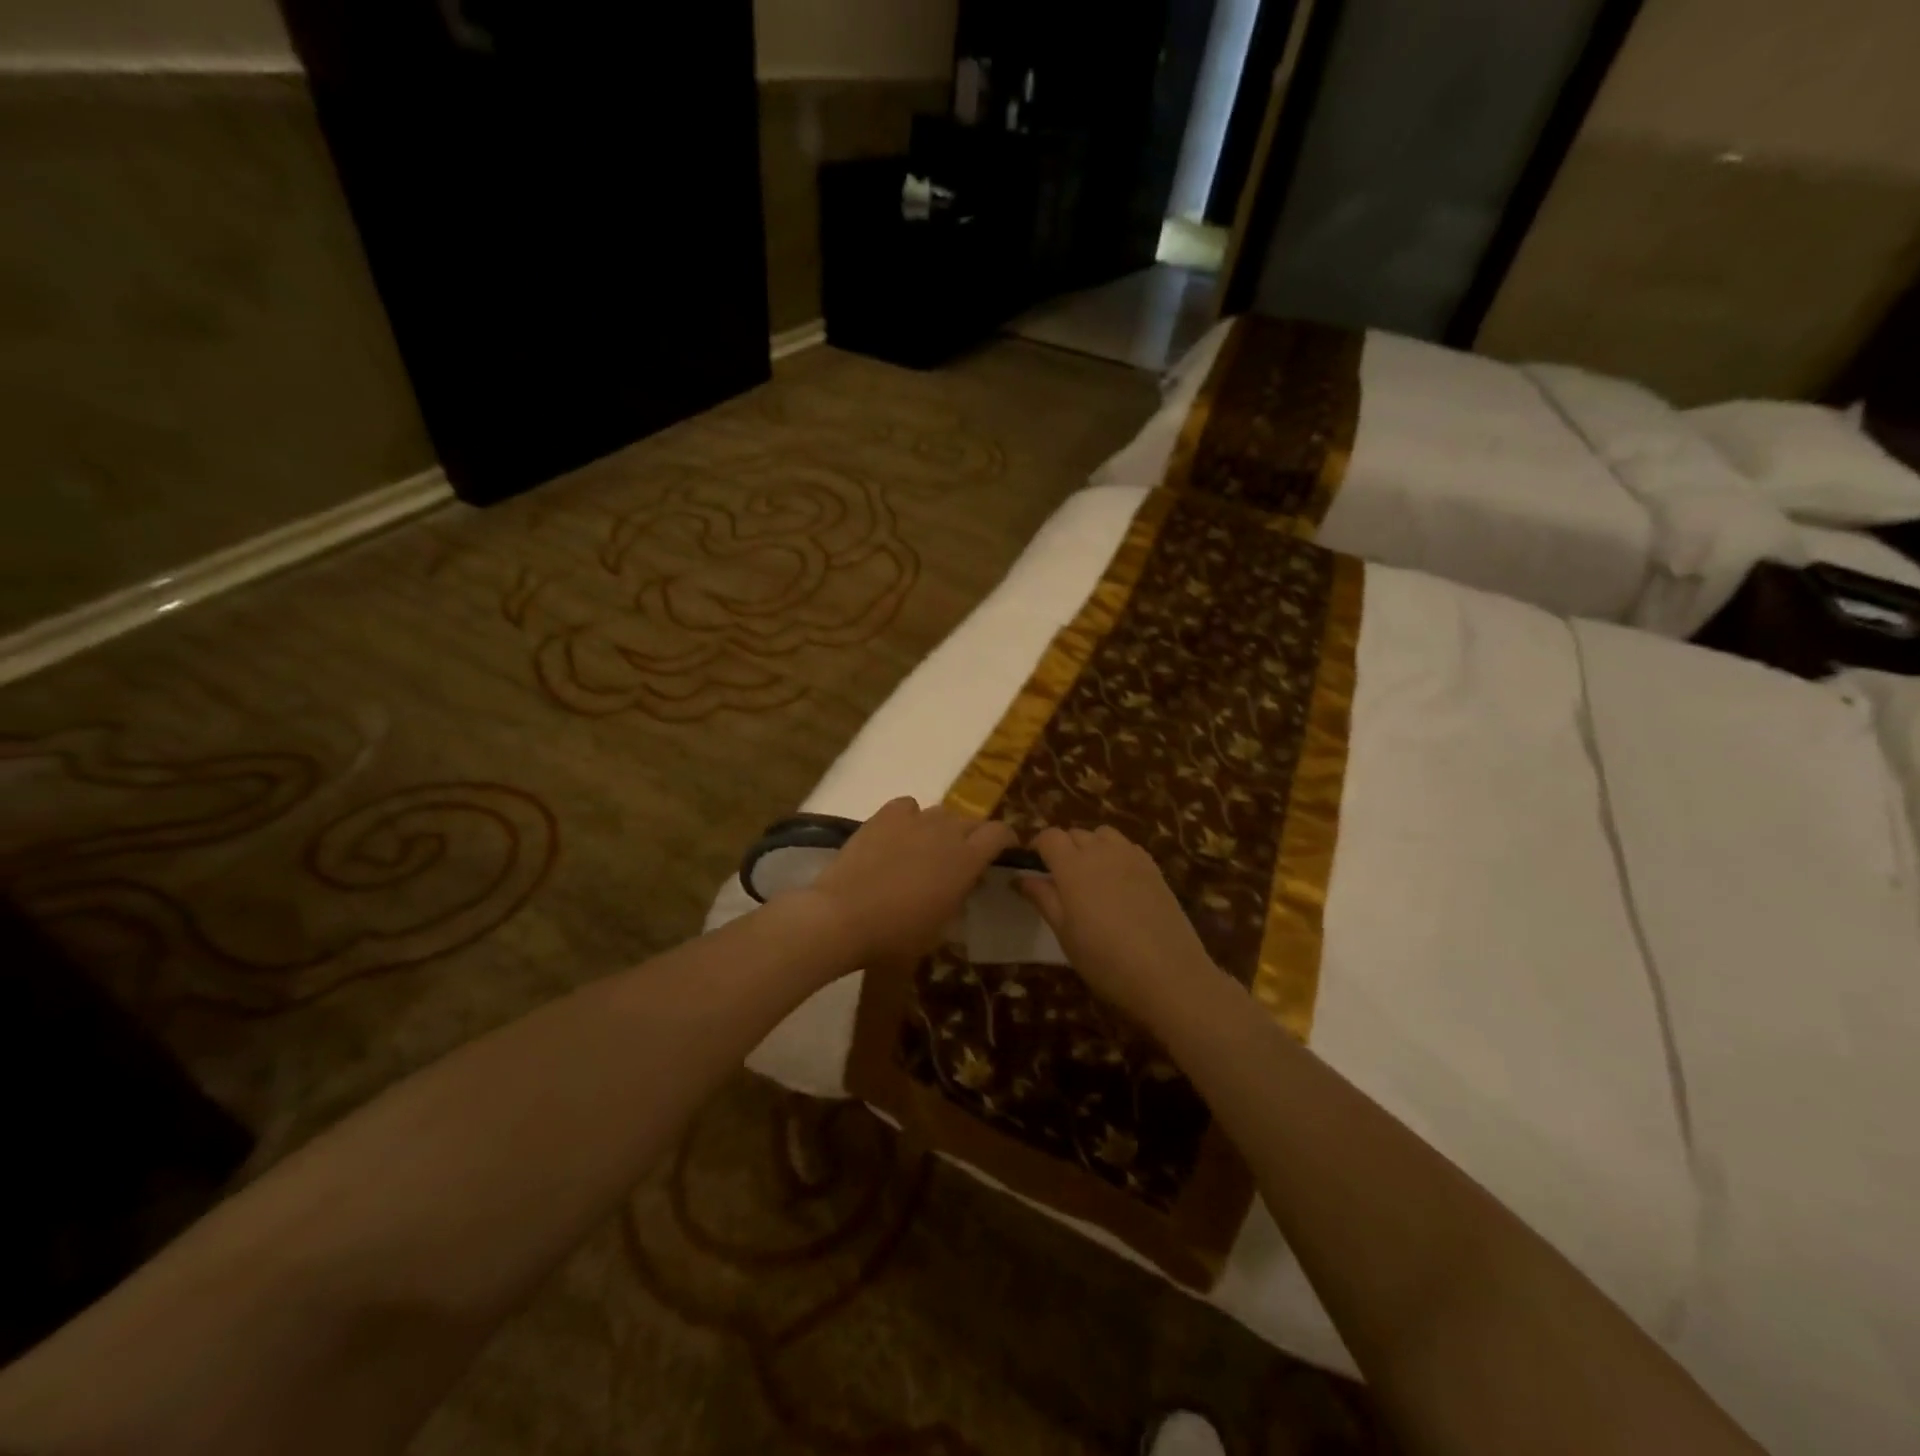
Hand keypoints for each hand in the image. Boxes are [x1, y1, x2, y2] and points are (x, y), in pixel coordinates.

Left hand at [798, 797, 1017, 969]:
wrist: (842, 917)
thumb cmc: (896, 934)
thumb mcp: (940, 928)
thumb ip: (959, 898)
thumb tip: (963, 885)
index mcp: (967, 859)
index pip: (1000, 832)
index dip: (1004, 840)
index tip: (1001, 853)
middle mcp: (946, 831)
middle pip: (971, 822)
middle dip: (972, 837)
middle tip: (959, 861)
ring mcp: (914, 819)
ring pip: (940, 814)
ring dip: (941, 829)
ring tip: (925, 850)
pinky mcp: (884, 815)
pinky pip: (908, 806)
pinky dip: (910, 817)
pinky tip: (899, 835)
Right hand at [1018, 826, 1217, 1023]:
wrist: (1170, 975)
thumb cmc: (1106, 960)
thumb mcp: (1065, 934)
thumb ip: (1042, 899)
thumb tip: (1019, 877)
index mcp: (1073, 866)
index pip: (1049, 836)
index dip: (1038, 847)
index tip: (1033, 867)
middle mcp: (1101, 852)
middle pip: (1075, 833)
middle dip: (1063, 848)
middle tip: (1060, 879)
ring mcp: (1131, 857)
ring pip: (1103, 834)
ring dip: (1091, 846)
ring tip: (1091, 876)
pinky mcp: (1154, 868)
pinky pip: (1128, 847)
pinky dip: (1116, 854)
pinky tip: (1119, 882)